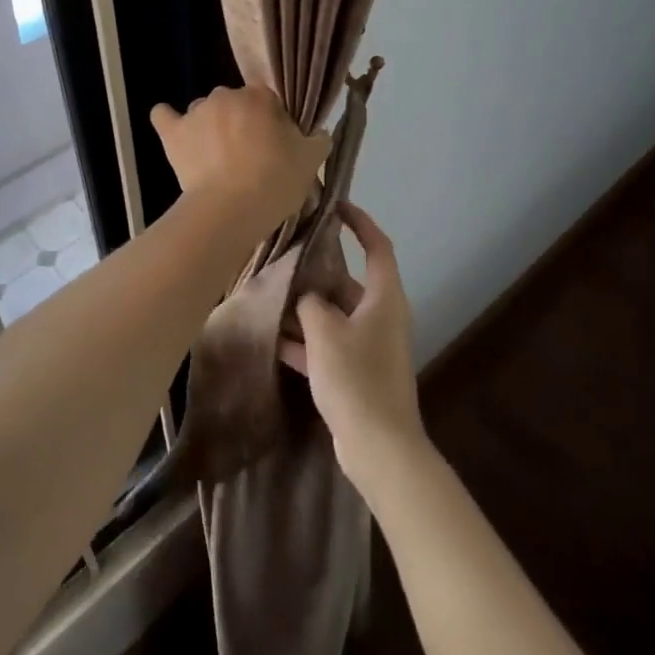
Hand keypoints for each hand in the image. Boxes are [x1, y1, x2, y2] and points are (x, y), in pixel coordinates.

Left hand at [150, 85, 330, 226]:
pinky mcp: (172, 133)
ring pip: (204, 111)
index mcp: (260, 96)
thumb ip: (317, 139)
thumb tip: (317, 132)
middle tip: (249, 156)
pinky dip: (168, 120)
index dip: (272, 121)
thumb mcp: (312, 161)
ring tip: (216, 159)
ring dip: (210, 127)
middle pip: (235, 104)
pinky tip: (174, 131)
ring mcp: (196, 112)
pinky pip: (163, 116)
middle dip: (241, 123)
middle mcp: (225, 95)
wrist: (230, 210)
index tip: (276, 146)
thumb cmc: (274, 181)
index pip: (268, 100)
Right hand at [280, 203, 427, 496]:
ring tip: (270, 292)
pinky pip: (328, 345)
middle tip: (286, 253)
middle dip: (318, 269)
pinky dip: (305, 341)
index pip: (377, 246)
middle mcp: (381, 316)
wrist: (380, 448)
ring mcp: (369, 346)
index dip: (360, 222)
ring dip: (307, 307)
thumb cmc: (357, 379)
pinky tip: (272, 339)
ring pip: (335, 314)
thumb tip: (305, 296)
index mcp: (384, 298)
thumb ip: (311, 304)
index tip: (335, 206)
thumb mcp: (326, 333)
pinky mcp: (356, 373)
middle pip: (349, 281)